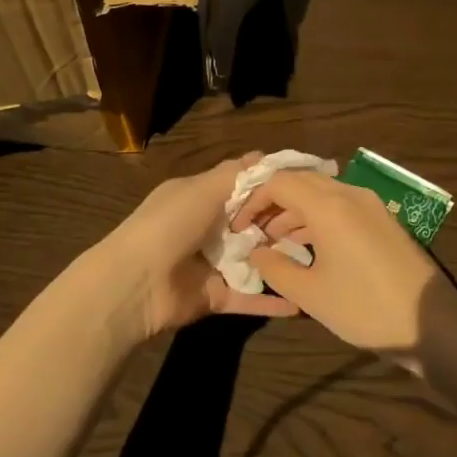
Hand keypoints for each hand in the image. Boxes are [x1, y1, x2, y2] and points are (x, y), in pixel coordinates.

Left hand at [99, 153, 298, 339]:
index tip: (305, 188)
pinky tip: (304, 301)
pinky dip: (273, 300)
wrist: (136, 283)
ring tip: (320, 260)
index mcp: (199, 198)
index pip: (241, 189)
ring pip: (254, 261)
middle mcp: (206, 229)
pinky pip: (249, 297)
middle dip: (281, 225)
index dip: (270, 188)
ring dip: (281, 261)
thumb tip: (264, 155)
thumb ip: (235, 174)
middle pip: (252, 225)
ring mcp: (212, 265)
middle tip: (317, 226)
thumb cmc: (169, 224)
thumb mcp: (201, 189)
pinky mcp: (216, 297)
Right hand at [232, 171, 456, 371]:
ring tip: (277, 242)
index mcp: (329, 206)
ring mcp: (371, 206)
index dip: (253, 200)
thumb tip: (256, 250)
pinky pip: (341, 207)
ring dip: (295, 211)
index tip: (240, 226)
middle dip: (273, 202)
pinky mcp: (384, 221)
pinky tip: (308, 246)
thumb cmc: (364, 308)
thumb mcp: (309, 293)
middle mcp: (350, 194)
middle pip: (302, 182)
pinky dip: (318, 218)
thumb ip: (274, 267)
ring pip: (322, 194)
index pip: (279, 182)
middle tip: (254, 230)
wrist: (431, 325)